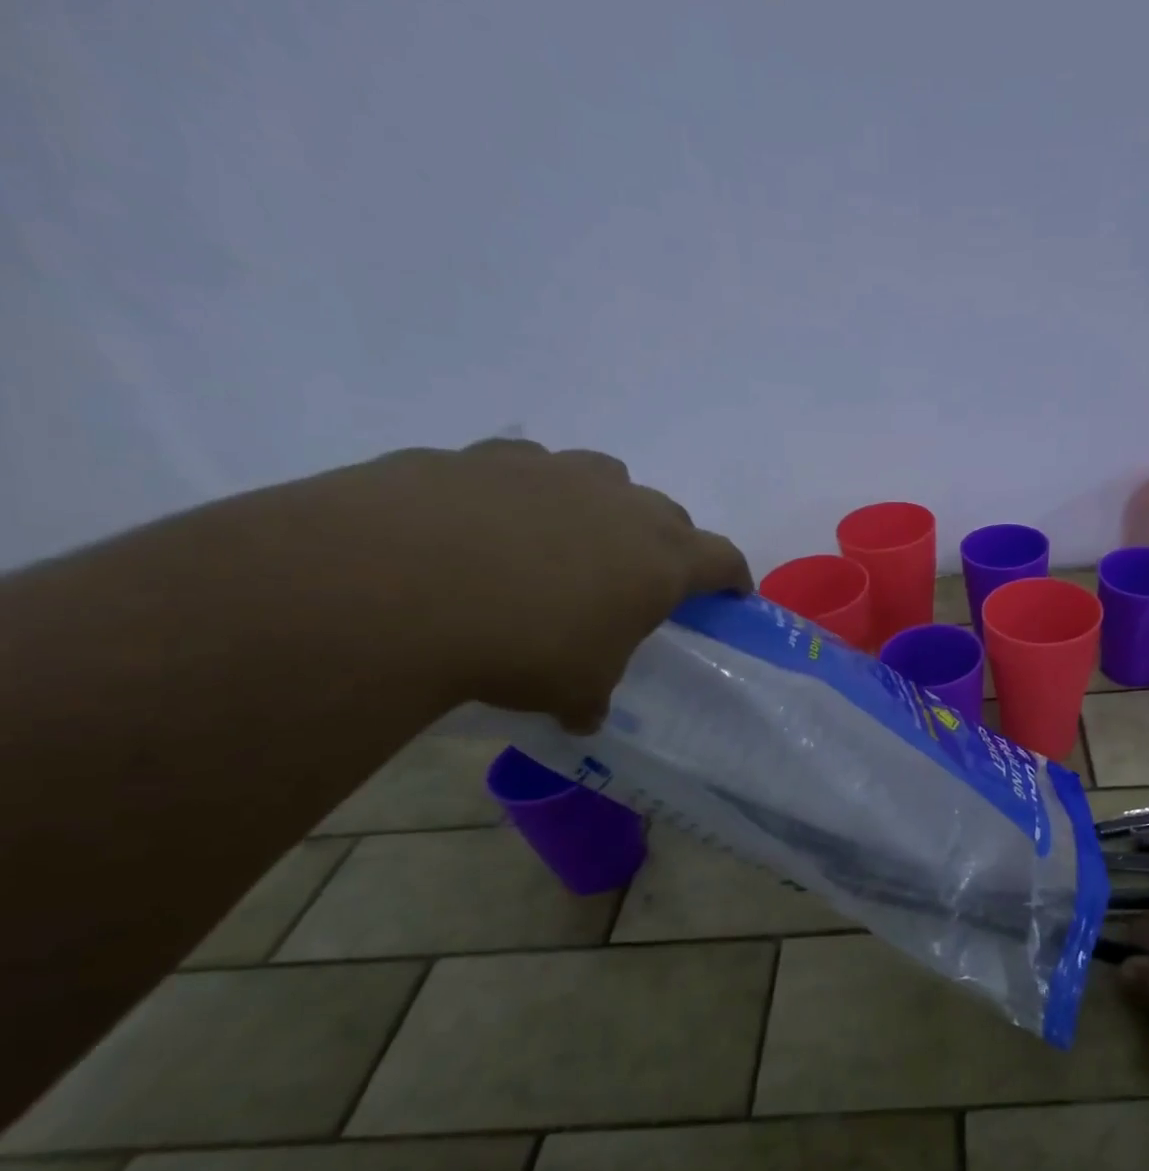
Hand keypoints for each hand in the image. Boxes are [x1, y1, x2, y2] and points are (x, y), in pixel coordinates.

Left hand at [318, 436, 749, 729]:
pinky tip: (489, 528)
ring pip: (602, 478)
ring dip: (601, 507)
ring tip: (567, 544)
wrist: (394, 587)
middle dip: (666, 543)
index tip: (731, 593)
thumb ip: (591, 696)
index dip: (732, 577)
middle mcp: (619, 502)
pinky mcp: (482, 455)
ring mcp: (552, 470)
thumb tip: (583, 715)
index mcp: (661, 558)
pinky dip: (525, 495)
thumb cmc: (522, 645)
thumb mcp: (574, 688)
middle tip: (641, 577)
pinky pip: (524, 470)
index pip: (723, 558)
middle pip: (667, 513)